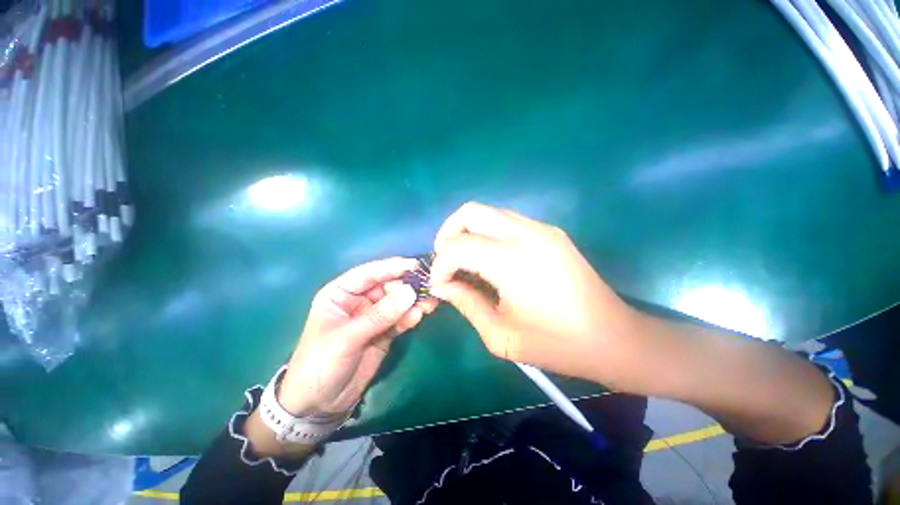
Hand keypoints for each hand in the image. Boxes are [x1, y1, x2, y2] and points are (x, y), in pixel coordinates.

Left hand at [277, 258, 437, 416]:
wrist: (320, 404)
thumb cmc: (320, 364)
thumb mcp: (347, 338)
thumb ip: (379, 316)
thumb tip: (410, 292)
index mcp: (341, 294)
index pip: (368, 273)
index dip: (391, 267)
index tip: (415, 265)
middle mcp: (358, 300)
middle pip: (387, 286)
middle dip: (407, 287)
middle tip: (427, 288)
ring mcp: (373, 316)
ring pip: (397, 302)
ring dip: (413, 301)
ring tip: (430, 302)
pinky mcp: (384, 331)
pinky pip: (400, 319)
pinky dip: (410, 317)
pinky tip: (420, 315)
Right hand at [429, 202, 642, 385]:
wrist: (613, 337)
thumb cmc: (557, 344)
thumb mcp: (501, 335)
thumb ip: (466, 304)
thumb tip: (441, 286)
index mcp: (513, 261)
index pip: (458, 247)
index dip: (440, 266)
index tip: (439, 286)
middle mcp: (526, 233)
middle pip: (470, 212)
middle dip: (447, 234)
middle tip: (445, 262)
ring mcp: (541, 228)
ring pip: (488, 211)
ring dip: (467, 231)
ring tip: (463, 260)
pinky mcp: (550, 231)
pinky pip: (505, 220)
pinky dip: (486, 233)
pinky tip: (488, 258)